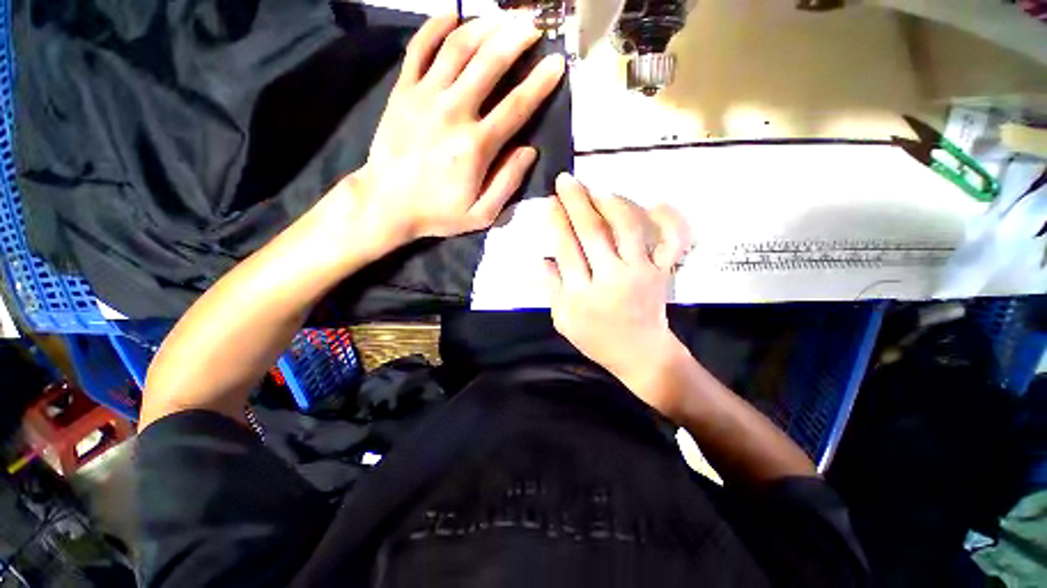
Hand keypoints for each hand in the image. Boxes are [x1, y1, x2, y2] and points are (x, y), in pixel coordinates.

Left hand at [349, 14, 565, 243]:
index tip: (557, 63)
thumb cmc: (438, 213)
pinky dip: (436, 27)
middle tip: (534, 24)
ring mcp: (424, 97)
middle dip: (516, 38)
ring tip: (505, 16)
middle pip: (489, 63)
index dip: (540, 83)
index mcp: (475, 147)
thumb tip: (529, 150)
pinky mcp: (402, 91)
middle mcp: (453, 113)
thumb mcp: (481, 214)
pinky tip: (453, 14)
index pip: (516, 106)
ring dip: (485, 26)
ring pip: (458, 47)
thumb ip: (507, 183)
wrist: (386, 204)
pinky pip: (419, 48)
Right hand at [545, 173, 692, 414]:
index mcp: (583, 294)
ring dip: (612, 203)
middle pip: (593, 232)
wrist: (641, 355)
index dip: (557, 222)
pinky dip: (669, 220)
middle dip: (577, 202)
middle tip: (567, 180)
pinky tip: (657, 202)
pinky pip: (671, 242)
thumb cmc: (598, 340)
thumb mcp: (565, 322)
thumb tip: (540, 259)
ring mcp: (642, 272)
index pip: (566, 249)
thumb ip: (552, 290)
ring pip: (628, 228)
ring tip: (597, 189)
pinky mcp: (663, 272)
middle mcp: (612, 278)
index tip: (550, 202)